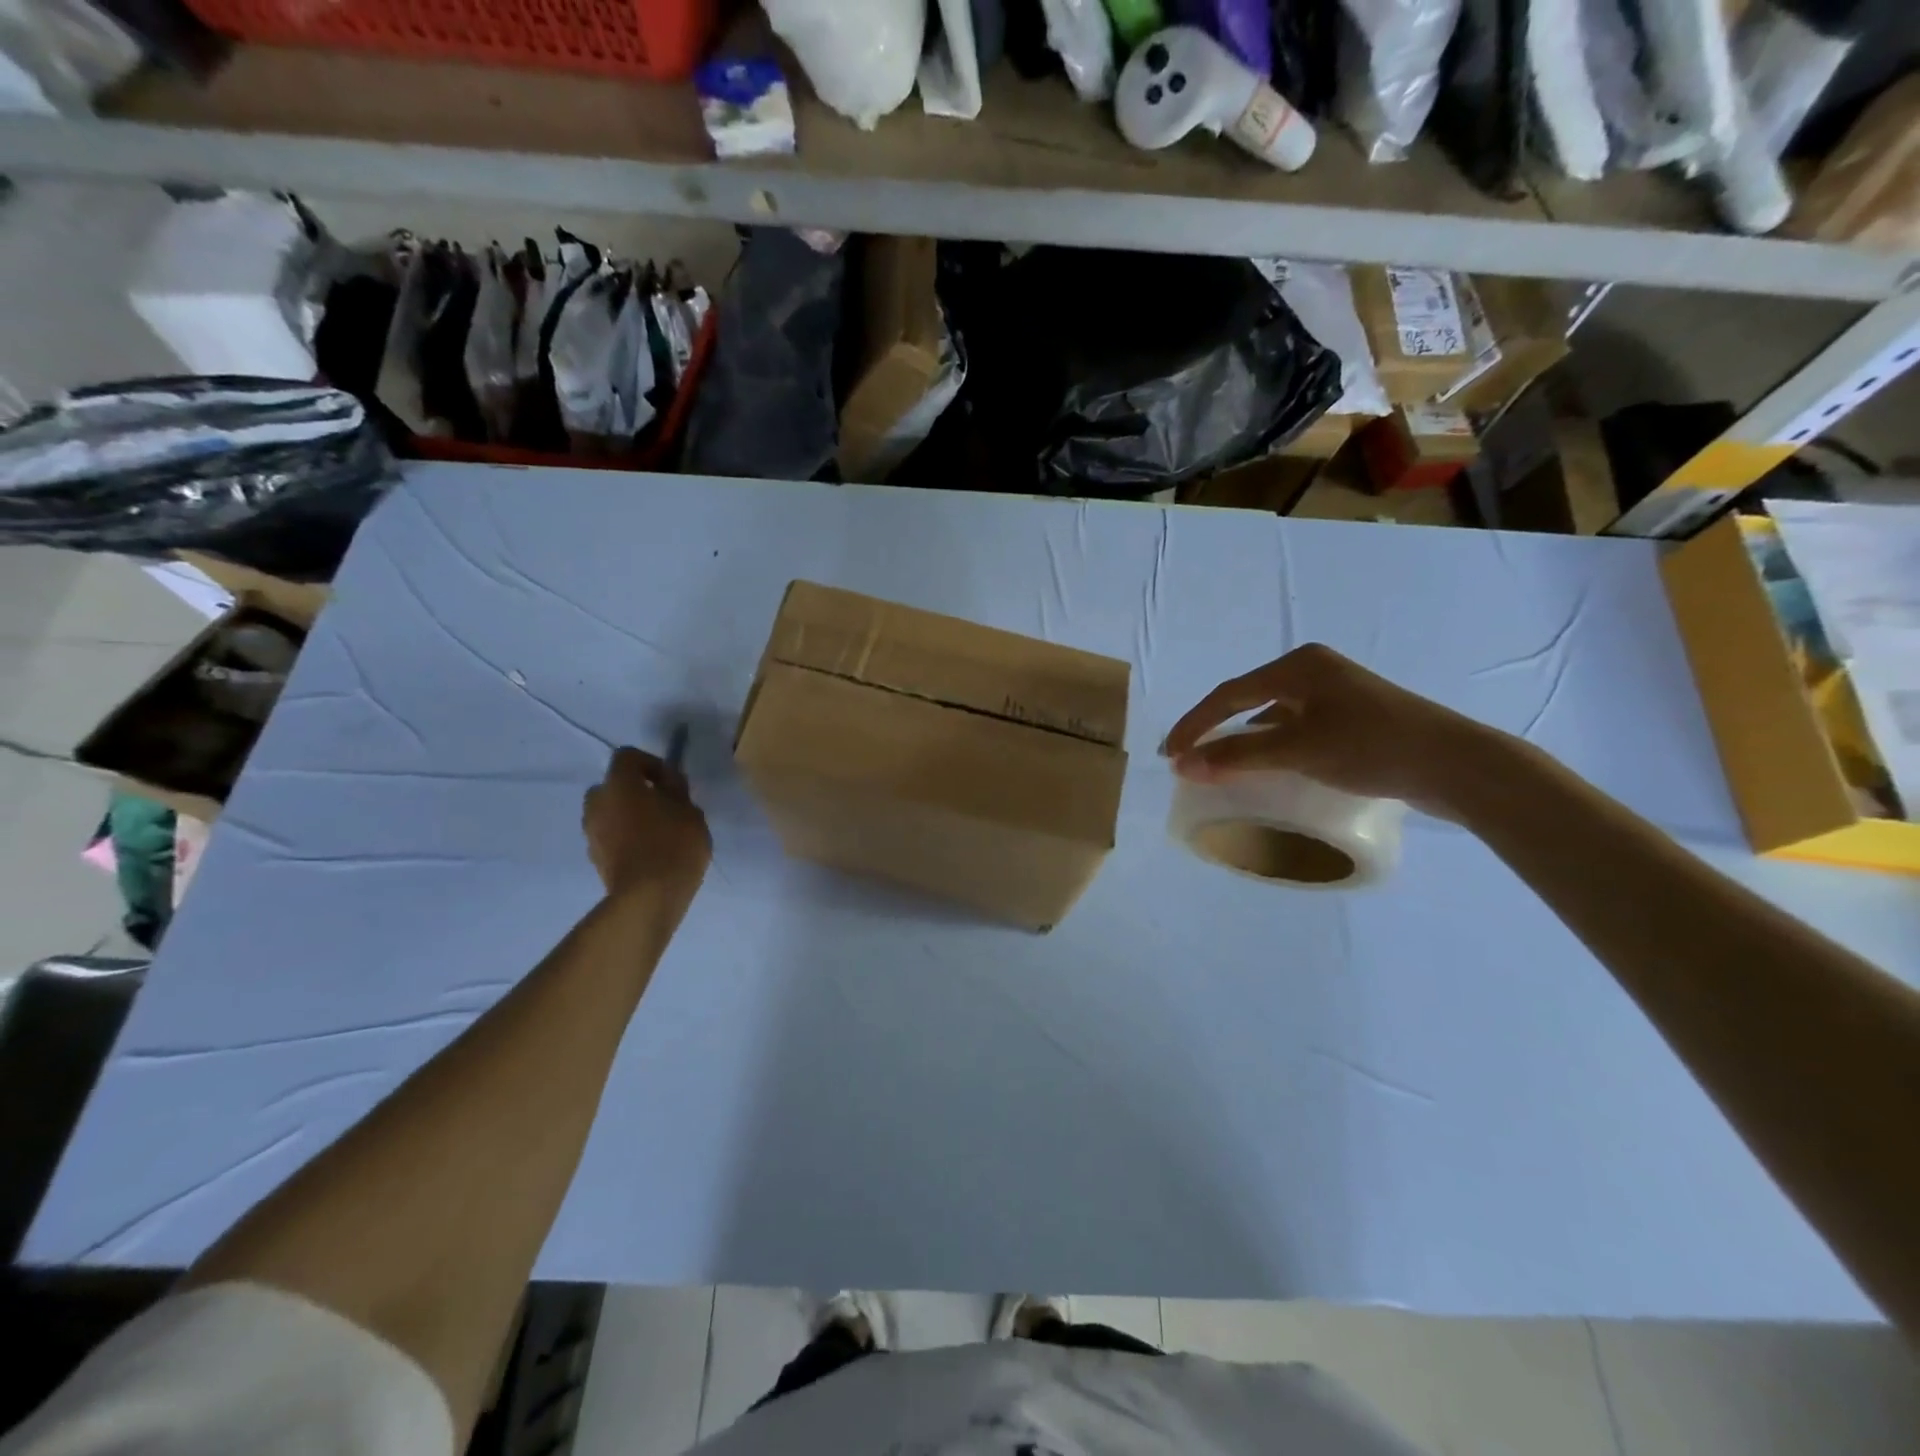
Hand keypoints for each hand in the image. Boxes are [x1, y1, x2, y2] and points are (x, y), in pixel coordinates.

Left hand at [583, 746, 711, 902]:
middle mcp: (598, 803)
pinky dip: (624, 837)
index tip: (672, 782)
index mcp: (619, 784)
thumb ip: (676, 790)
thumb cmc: (673, 844)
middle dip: (634, 790)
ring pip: (608, 812)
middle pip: (612, 785)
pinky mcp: (595, 858)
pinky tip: (648, 851)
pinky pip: (609, 836)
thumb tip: (667, 780)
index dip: (651, 763)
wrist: (648, 897)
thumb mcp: (689, 810)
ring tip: (656, 830)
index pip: (627, 756)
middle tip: (662, 804)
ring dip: (627, 815)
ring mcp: (592, 832)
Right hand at [1162, 643, 1511, 819]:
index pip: (1228, 694)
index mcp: (1298, 666)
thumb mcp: (1299, 750)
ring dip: (1243, 740)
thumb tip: (1183, 765)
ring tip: (1219, 766)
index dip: (1194, 724)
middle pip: (1247, 700)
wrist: (1456, 765)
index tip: (1169, 755)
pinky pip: (1294, 728)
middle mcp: (1313, 671)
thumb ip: (1239, 757)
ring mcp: (1335, 693)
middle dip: (1214, 729)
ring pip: (1271, 715)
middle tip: (1187, 758)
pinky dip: (1272, 746)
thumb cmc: (1373, 747)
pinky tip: (1267, 767)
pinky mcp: (1351, 717)